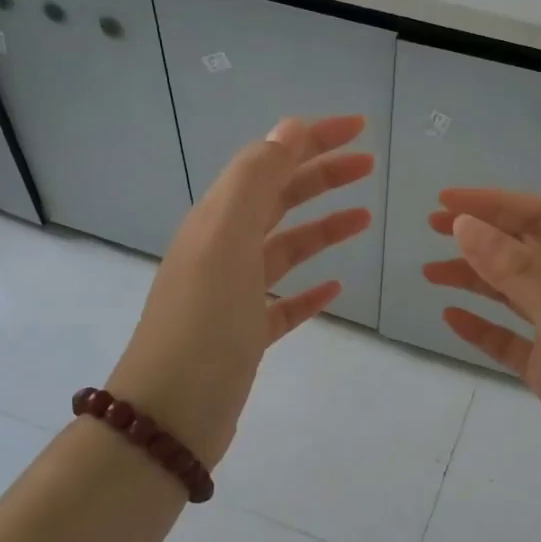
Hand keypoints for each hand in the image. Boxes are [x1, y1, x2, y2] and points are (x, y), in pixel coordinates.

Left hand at [106, 116, 373, 467]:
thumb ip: (256, 180)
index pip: (267, 162)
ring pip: (285, 248)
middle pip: (278, 200)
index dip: (311, 139)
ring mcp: (233, 294)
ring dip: (322, 228)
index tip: (359, 129)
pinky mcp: (245, 334)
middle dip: (322, 176)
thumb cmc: (204, 322)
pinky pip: (283, 301)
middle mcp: (222, 249)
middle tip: (369, 165)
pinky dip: (309, 288)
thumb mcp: (227, 239)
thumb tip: (288, 128)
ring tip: (364, 218)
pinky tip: (335, 287)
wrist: (172, 414)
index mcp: (216, 220)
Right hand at [423, 189, 540, 527]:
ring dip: (474, 279)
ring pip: (513, 294)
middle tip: (431, 229)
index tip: (445, 202)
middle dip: (481, 237)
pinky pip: (509, 339)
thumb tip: (465, 226)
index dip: (494, 204)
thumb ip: (517, 271)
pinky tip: (452, 318)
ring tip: (430, 273)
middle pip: (525, 251)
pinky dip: (481, 327)